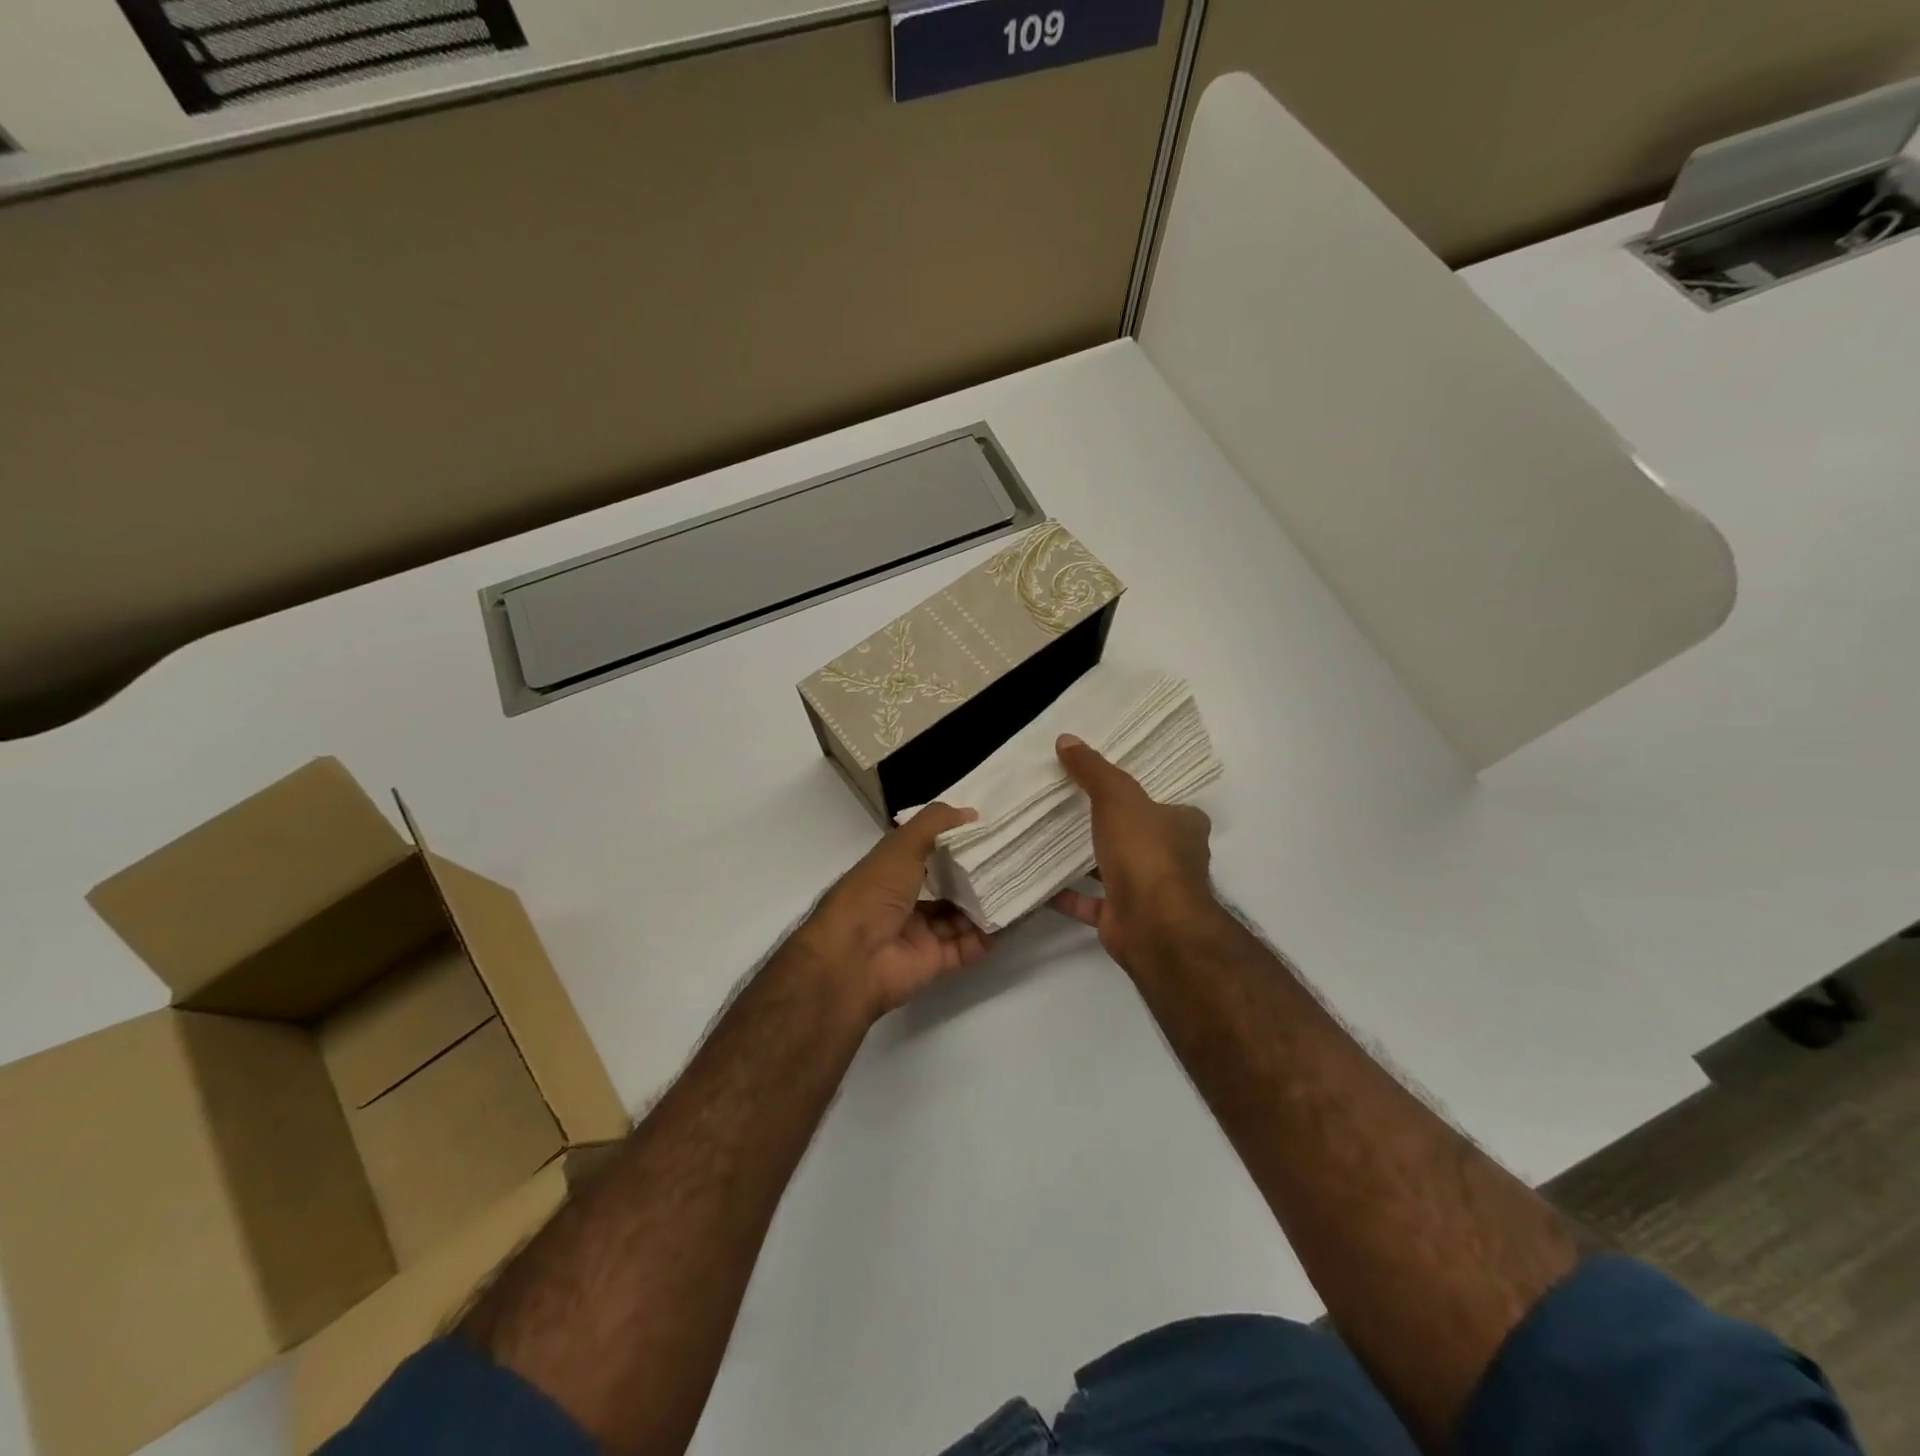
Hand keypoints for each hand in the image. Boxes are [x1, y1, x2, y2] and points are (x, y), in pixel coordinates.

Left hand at [793, 804, 994, 1018]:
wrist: (853, 957)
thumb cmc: (874, 892)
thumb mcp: (902, 845)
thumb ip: (934, 824)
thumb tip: (971, 813)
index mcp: (891, 871)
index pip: (926, 852)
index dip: (953, 841)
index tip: (988, 829)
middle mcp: (904, 901)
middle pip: (946, 887)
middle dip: (975, 875)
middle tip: (1011, 858)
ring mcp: (919, 933)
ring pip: (959, 917)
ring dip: (984, 905)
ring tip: (1018, 885)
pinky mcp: (934, 961)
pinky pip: (966, 947)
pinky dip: (986, 936)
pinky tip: (1010, 919)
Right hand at [1050, 735, 1220, 970]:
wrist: (1153, 926)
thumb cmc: (1146, 853)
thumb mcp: (1117, 797)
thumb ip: (1093, 770)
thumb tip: (1066, 739)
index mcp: (1183, 826)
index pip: (1163, 801)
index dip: (1137, 792)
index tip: (1103, 782)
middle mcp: (1172, 858)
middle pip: (1137, 835)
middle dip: (1107, 825)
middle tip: (1066, 804)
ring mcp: (1149, 892)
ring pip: (1113, 869)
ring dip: (1085, 859)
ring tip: (1047, 838)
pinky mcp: (1124, 917)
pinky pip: (1090, 902)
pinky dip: (1067, 894)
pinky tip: (1038, 881)